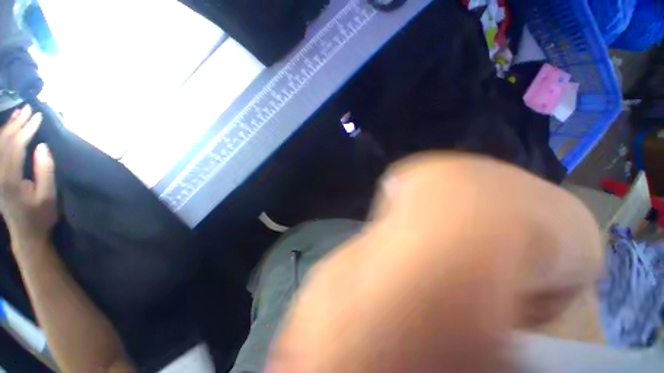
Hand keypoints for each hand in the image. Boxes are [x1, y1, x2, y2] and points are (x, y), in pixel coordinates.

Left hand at [0, 105, 56, 243]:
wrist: (26, 233)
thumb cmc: (40, 215)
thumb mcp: (48, 195)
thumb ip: (45, 170)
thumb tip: (42, 146)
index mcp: (9, 179)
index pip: (15, 147)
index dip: (27, 130)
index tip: (38, 117)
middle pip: (4, 142)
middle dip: (17, 124)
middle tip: (29, 108)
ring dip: (9, 126)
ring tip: (20, 112)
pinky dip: (3, 136)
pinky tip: (10, 127)